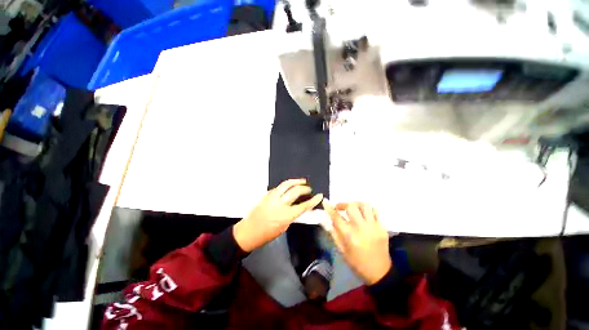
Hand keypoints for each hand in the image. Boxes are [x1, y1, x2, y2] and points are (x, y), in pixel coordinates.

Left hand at [233, 179, 322, 251]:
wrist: (249, 231)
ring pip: (286, 184)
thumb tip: (300, 207)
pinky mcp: (267, 195)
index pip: (303, 206)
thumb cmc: (267, 234)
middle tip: (309, 188)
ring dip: (295, 181)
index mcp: (285, 216)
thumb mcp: (284, 227)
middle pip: (295, 191)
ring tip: (302, 181)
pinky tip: (289, 186)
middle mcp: (280, 204)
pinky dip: (286, 185)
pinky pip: (278, 187)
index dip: (313, 200)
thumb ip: (292, 215)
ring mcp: (272, 197)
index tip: (319, 196)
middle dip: (304, 188)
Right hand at [323, 200, 391, 284]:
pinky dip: (368, 210)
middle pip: (351, 206)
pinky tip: (364, 214)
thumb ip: (333, 233)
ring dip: (356, 204)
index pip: (336, 217)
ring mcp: (374, 226)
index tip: (325, 201)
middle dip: (343, 204)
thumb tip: (324, 220)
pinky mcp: (382, 227)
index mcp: (349, 235)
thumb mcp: (342, 250)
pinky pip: (375, 211)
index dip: (329, 208)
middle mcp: (361, 228)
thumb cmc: (357, 263)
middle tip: (340, 208)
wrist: (380, 272)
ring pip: (364, 205)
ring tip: (353, 209)